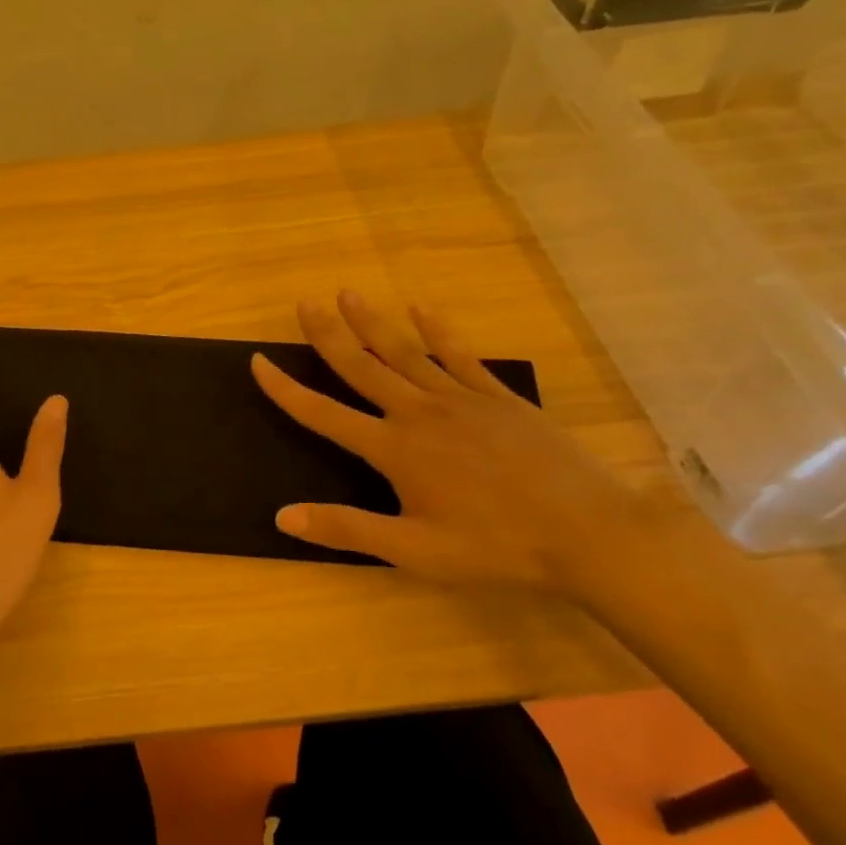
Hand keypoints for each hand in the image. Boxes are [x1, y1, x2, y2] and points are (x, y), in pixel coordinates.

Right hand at [252, 291, 661, 597]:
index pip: (324, 414)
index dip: (285, 389)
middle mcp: (419, 413)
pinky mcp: (498, 398)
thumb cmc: (495, 548)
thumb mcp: (414, 551)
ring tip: (348, 293)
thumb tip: (282, 516)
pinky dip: (439, 331)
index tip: (258, 361)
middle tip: (304, 303)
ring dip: (373, 322)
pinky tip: (423, 310)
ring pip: (405, 352)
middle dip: (328, 335)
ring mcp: (461, 399)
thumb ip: (347, 529)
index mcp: (394, 450)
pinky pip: (461, 356)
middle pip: (362, 367)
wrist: (587, 534)